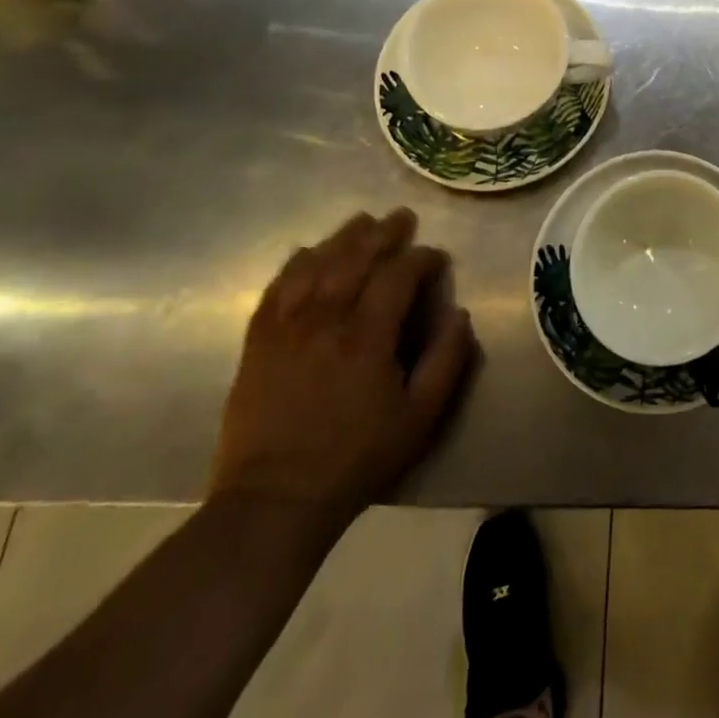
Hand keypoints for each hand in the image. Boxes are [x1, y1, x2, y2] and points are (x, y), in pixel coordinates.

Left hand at [210, 209, 475, 529]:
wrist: (274, 500)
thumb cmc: (355, 459)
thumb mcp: (419, 418)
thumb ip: (447, 361)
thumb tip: (460, 313)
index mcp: (367, 337)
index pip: (398, 275)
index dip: (421, 259)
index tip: (437, 257)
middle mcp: (326, 320)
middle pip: (355, 258)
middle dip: (383, 233)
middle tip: (402, 216)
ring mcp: (287, 328)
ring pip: (316, 265)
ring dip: (342, 238)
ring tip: (361, 221)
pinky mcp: (258, 342)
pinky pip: (276, 288)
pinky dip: (294, 264)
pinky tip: (307, 252)